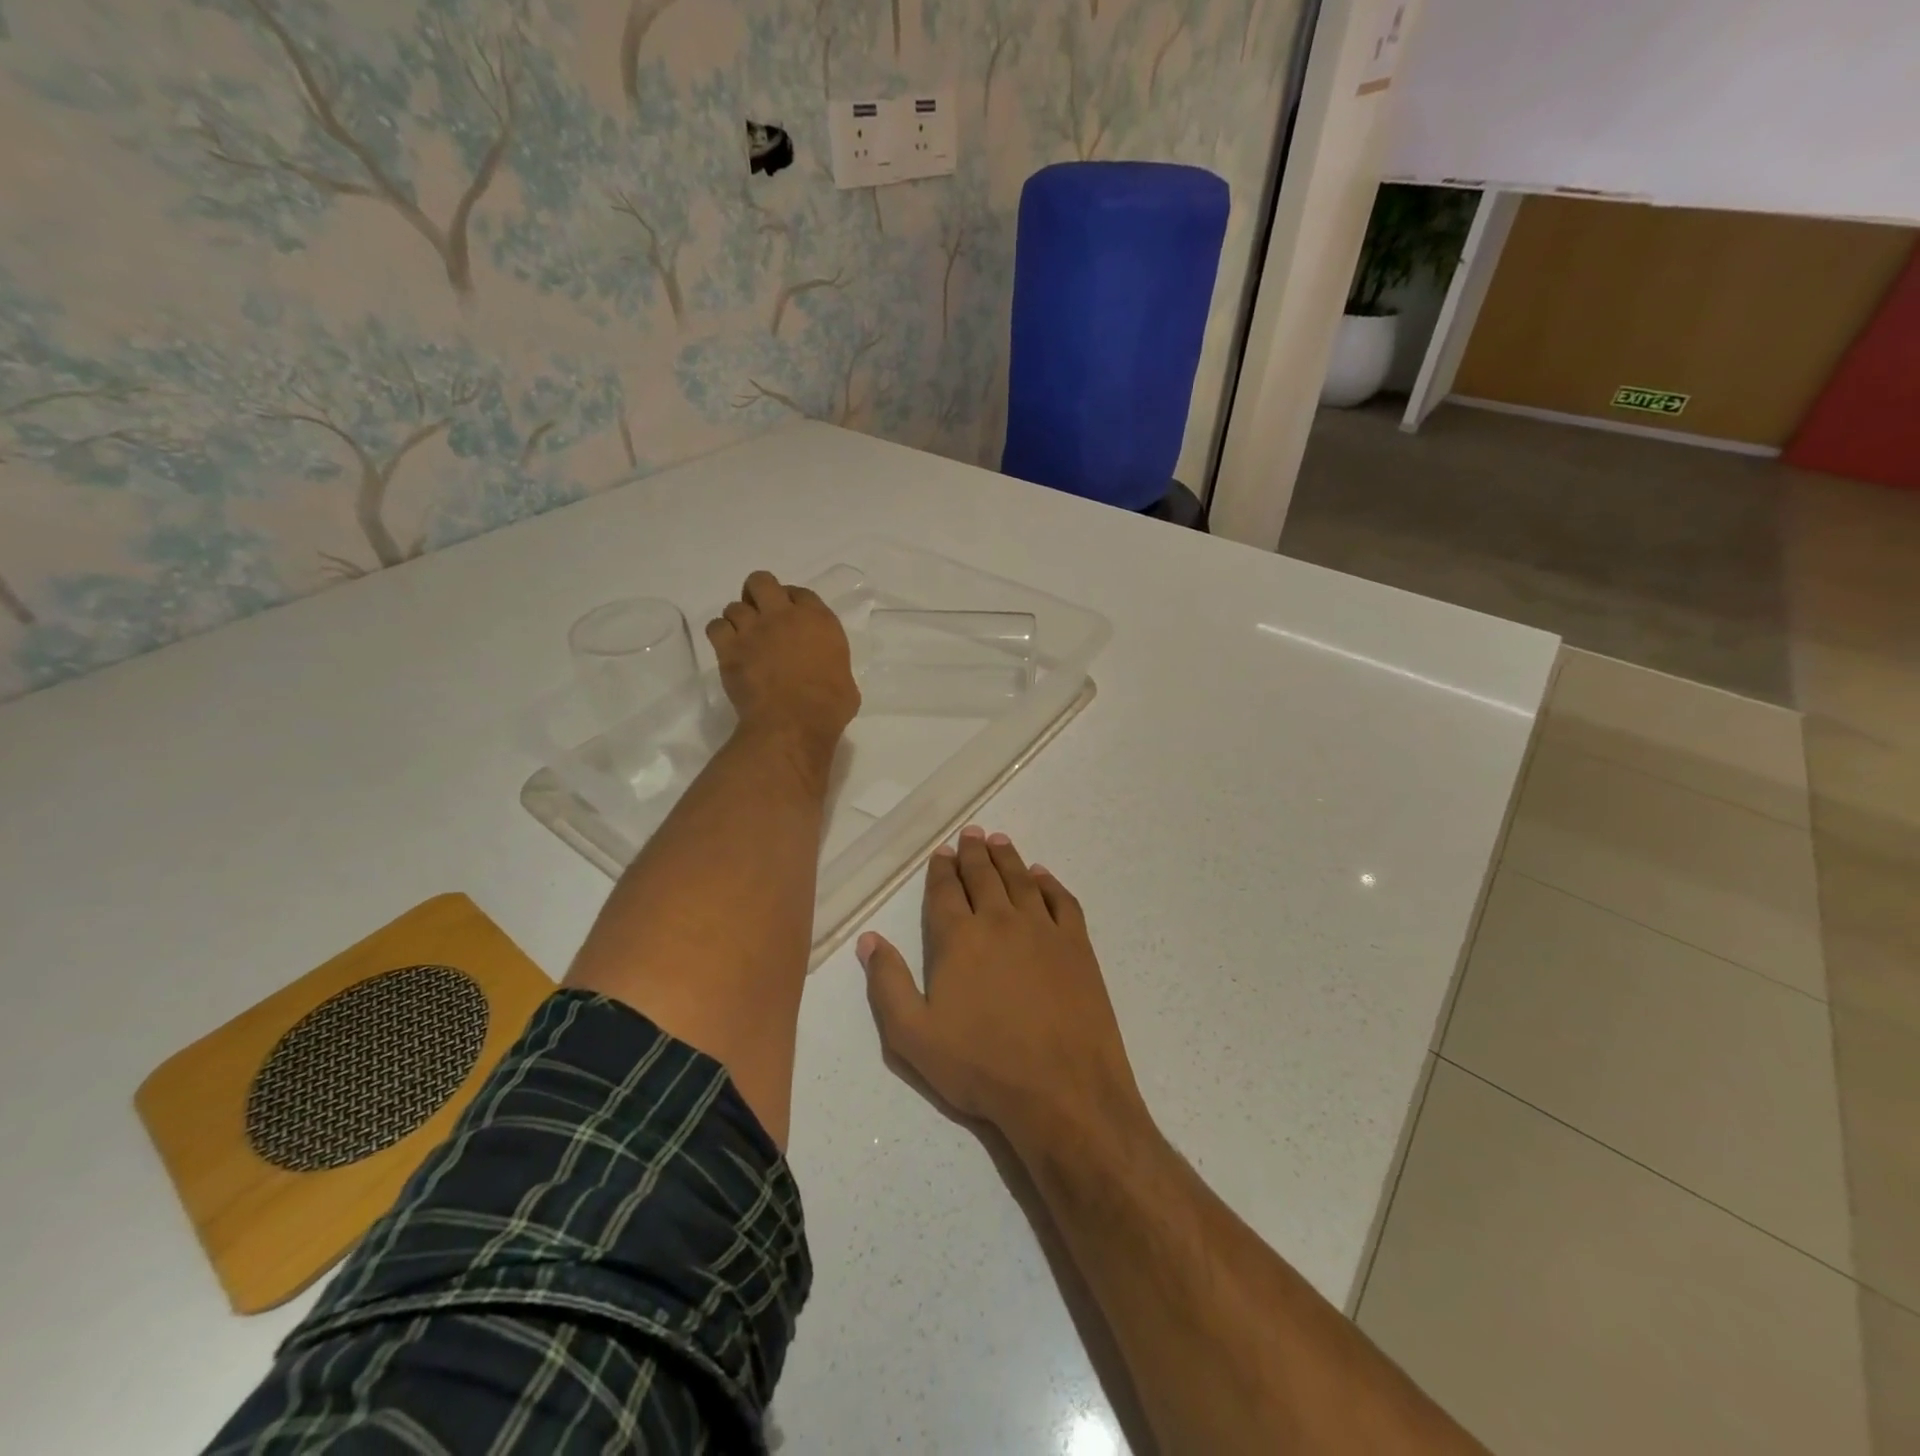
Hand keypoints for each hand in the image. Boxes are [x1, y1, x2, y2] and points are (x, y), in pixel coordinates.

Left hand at [706, 570, 858, 747]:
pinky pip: (716, 627)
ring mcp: (754, 629)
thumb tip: (826, 673)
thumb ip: (833, 664)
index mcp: (818, 620)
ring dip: (739, 620)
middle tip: (761, 616)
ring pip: (735, 606)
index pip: (801, 592)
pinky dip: (720, 635)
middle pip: (762, 582)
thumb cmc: (829, 706)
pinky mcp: (729, 648)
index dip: (793, 602)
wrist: (793, 723)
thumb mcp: (846, 679)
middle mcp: (784, 615)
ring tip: (744, 639)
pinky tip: (728, 649)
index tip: (792, 618)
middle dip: (758, 594)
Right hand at [859, 827, 1146, 1155]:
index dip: (941, 869)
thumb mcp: (913, 1037)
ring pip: (1020, 880)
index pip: (945, 891)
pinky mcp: (1077, 945)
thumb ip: (887, 983)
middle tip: (970, 833)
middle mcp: (1000, 921)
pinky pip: (1061, 901)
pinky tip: (1042, 875)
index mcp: (959, 939)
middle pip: (983, 876)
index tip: (941, 852)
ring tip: (999, 840)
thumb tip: (870, 939)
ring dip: (1007, 857)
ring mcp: (1043, 929)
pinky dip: (1049, 883)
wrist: (1063, 1089)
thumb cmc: (981, 1066)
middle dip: (973, 852)